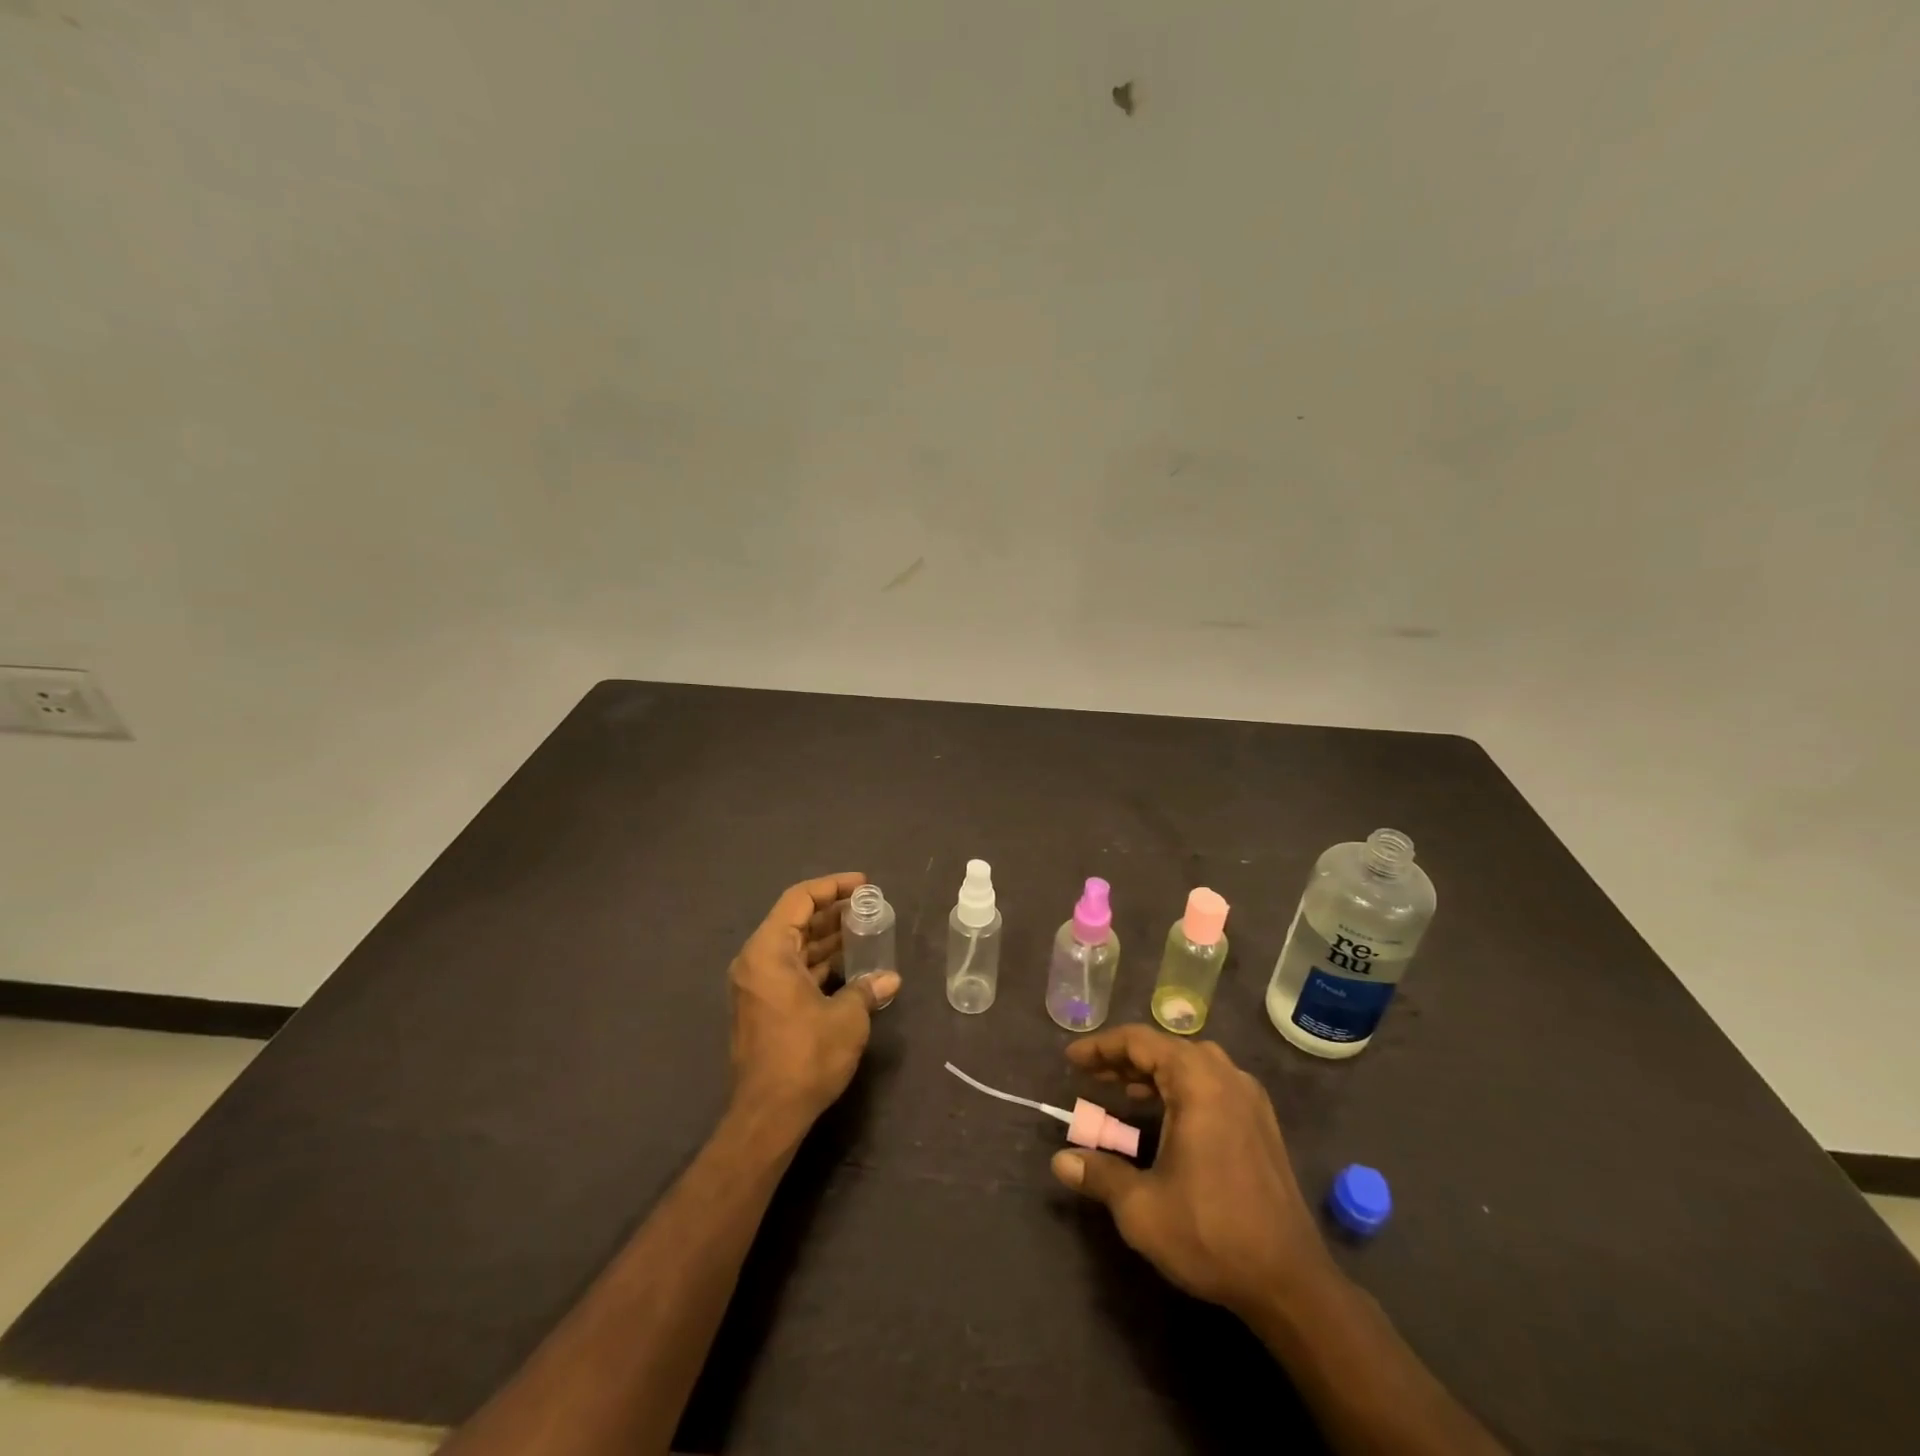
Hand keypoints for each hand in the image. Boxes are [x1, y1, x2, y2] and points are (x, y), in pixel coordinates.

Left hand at [727, 873, 898, 1136]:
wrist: (768, 1115)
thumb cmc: (805, 1056)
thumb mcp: (846, 1018)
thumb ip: (866, 989)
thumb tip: (889, 979)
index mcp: (768, 952)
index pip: (799, 899)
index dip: (832, 887)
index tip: (863, 885)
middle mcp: (755, 962)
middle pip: (795, 920)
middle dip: (833, 912)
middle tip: (869, 907)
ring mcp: (756, 986)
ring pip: (794, 947)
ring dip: (827, 938)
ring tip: (865, 931)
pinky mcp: (763, 1008)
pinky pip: (791, 969)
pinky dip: (818, 962)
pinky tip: (849, 966)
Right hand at [1051, 1024, 1336, 1317]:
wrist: (1291, 1282)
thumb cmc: (1211, 1233)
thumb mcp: (1142, 1208)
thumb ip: (1100, 1174)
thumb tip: (1061, 1161)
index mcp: (1198, 1082)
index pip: (1140, 1042)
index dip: (1101, 1047)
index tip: (1072, 1060)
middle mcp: (1226, 1077)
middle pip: (1166, 1047)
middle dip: (1125, 1058)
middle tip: (1092, 1076)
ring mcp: (1249, 1099)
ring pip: (1192, 1064)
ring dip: (1154, 1071)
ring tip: (1123, 1089)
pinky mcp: (1261, 1123)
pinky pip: (1213, 1083)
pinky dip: (1181, 1086)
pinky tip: (1166, 1114)